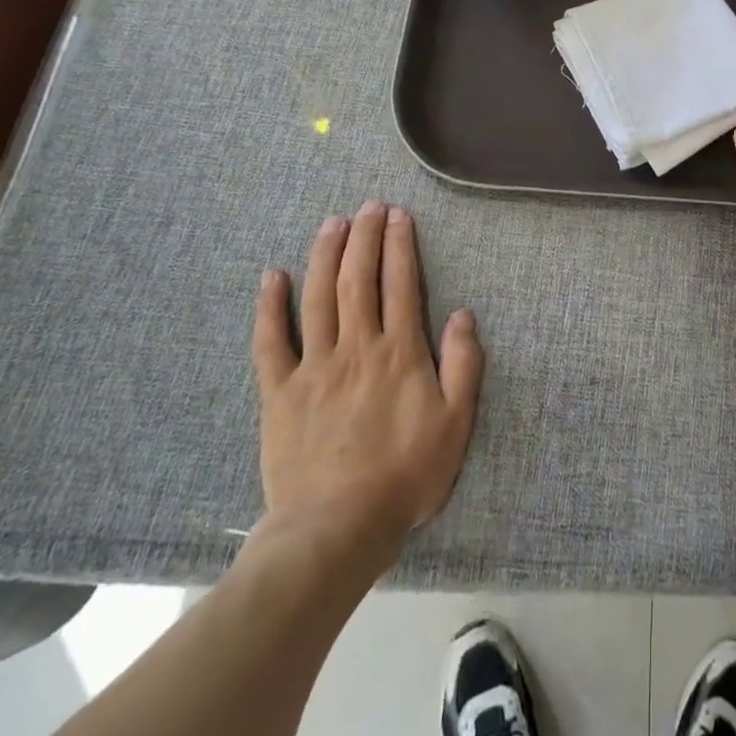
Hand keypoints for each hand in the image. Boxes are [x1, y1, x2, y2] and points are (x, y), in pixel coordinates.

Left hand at [250, 202, 483, 573]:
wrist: (336, 529)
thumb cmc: (405, 475)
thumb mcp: (455, 422)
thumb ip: (464, 364)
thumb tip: (464, 313)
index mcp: (399, 352)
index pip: (400, 283)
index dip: (400, 245)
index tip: (399, 216)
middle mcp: (356, 347)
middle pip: (358, 279)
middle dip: (364, 237)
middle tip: (368, 206)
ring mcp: (314, 368)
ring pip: (318, 298)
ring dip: (326, 255)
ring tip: (332, 223)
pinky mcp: (280, 393)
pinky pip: (271, 342)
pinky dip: (271, 307)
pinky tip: (273, 276)